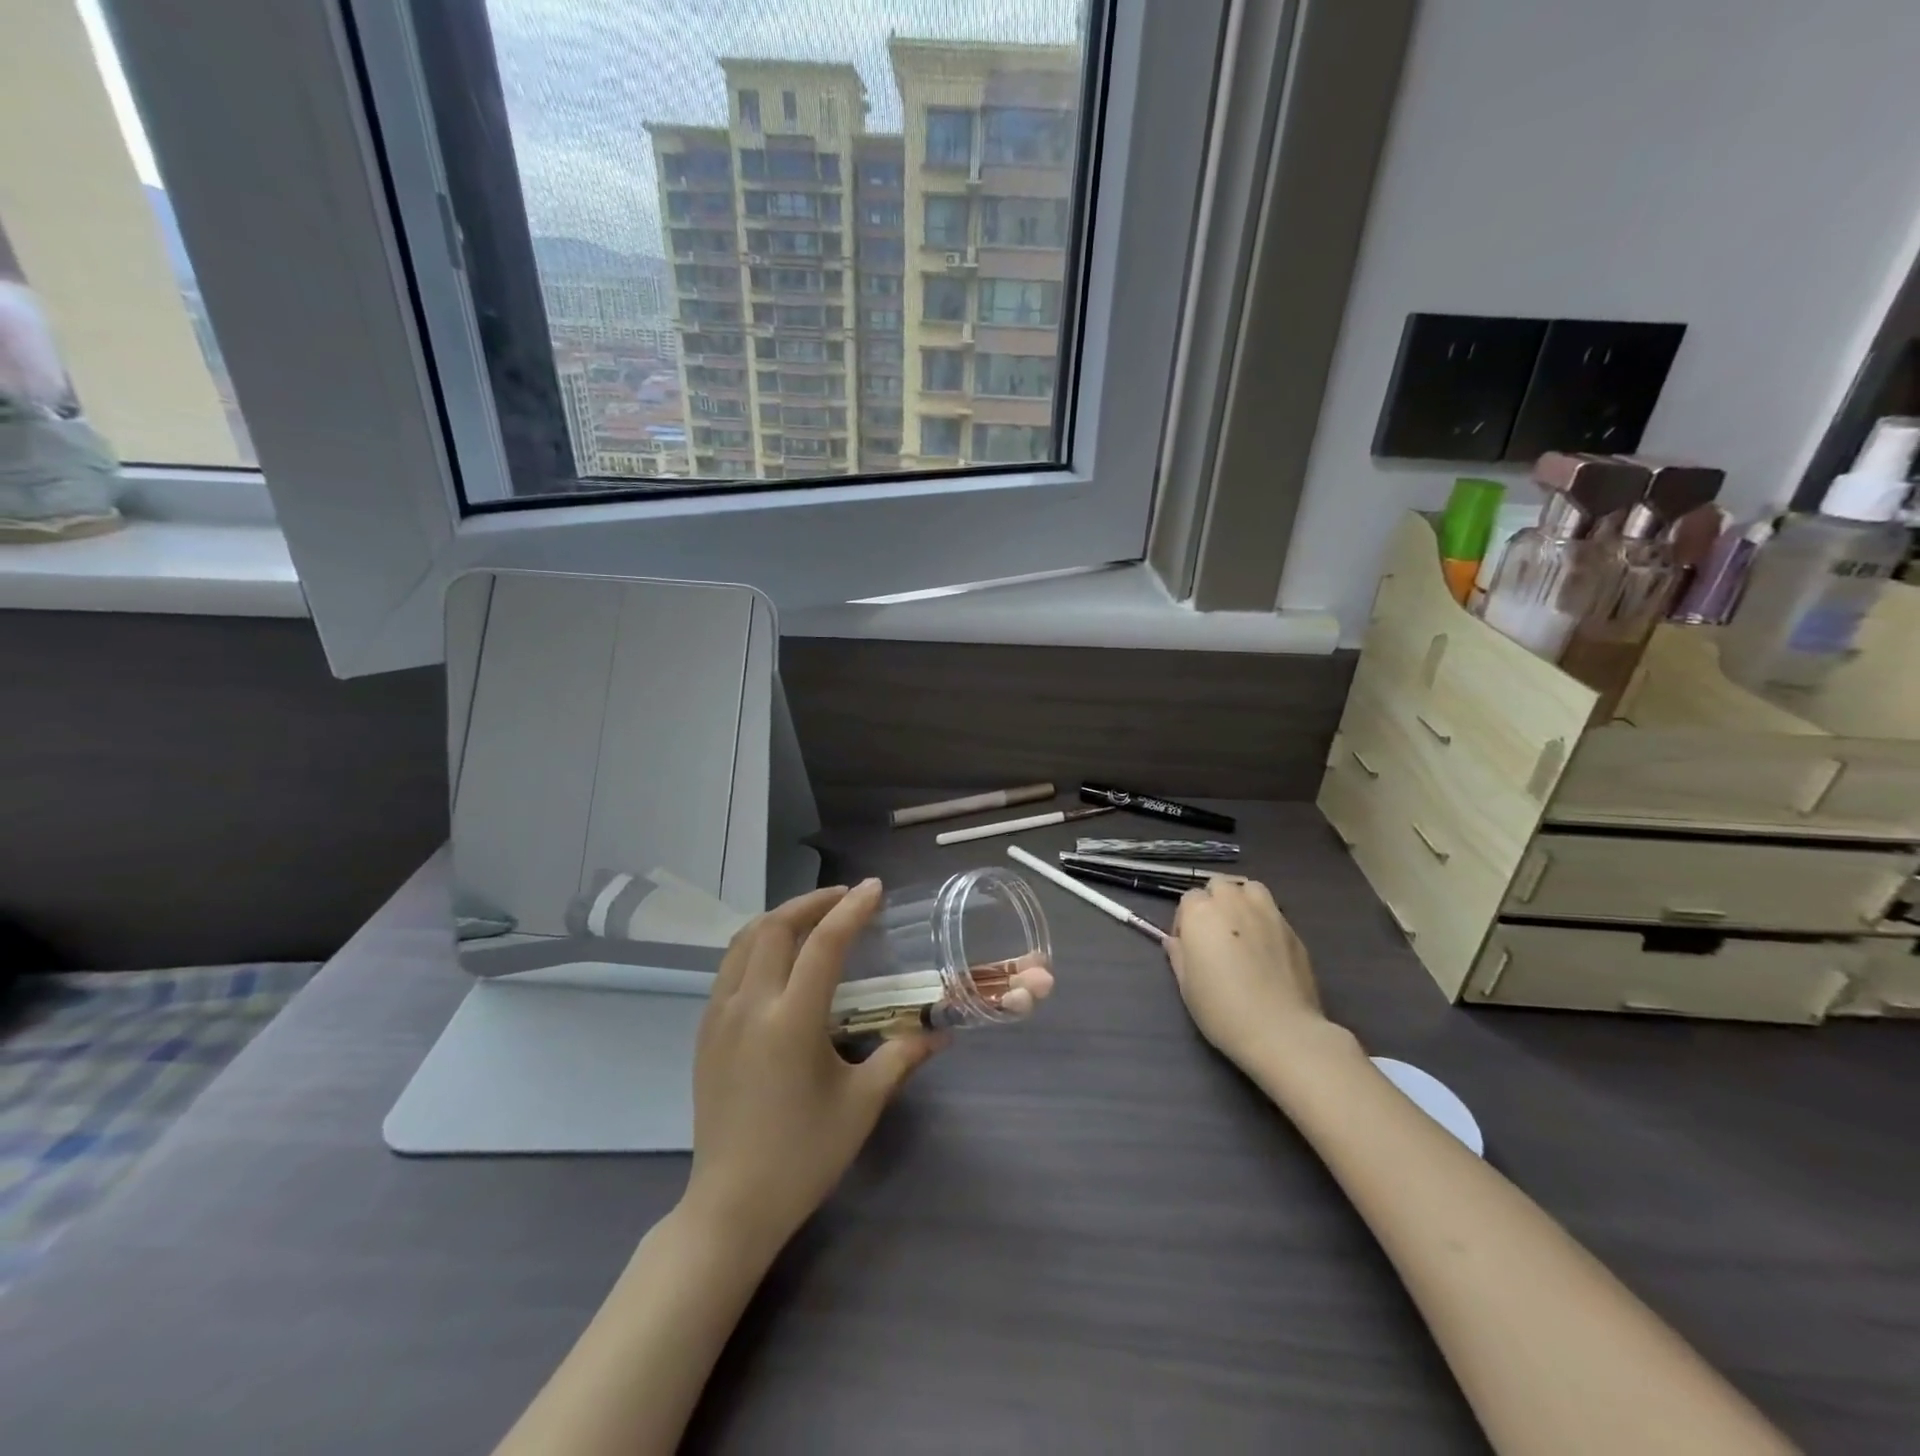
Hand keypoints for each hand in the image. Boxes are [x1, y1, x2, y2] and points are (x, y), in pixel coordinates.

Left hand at [684, 880, 943, 1257]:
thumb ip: (901, 1057)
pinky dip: (756, 943)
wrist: (731, 1206)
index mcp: (791, 1021)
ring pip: (744, 940)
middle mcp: (750, 1006)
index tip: (874, 888)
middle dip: (812, 902)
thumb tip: (940, 1032)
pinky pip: (728, 966)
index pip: (824, 944)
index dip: (852, 909)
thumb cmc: (804, 1156)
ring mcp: (719, 1016)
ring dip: (780, 917)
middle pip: (776, 927)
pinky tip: (778, 958)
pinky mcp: (705, 1031)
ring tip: (812, 916)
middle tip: (845, 898)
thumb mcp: (862, 1105)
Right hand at [1165, 878, 1332, 1071]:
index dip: (1186, 920)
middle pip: (1219, 885)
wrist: (1279, 1030)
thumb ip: (1178, 955)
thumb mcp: (1186, 986)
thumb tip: (1175, 941)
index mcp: (1200, 913)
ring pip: (1250, 888)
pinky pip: (1273, 911)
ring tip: (1242, 928)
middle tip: (1214, 934)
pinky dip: (1265, 919)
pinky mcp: (1292, 929)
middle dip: (1214, 902)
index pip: (1188, 898)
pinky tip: (1266, 947)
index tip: (1189, 945)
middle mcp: (1233, 903)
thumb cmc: (1222, 1009)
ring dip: (1242, 900)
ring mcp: (1266, 913)